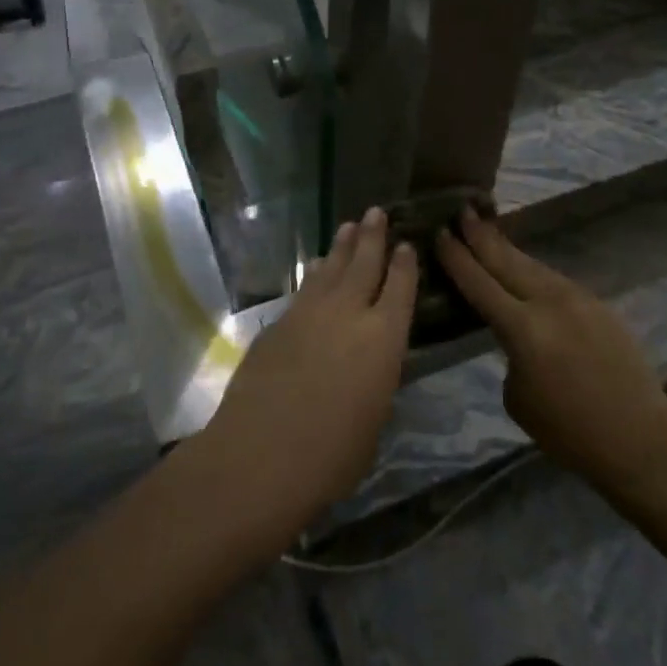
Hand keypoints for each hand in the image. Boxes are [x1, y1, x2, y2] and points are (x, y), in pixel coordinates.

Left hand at [201, 208, 418, 541]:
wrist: (261, 453)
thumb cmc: (333, 454)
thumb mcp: (374, 418)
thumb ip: (375, 379)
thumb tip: (368, 361)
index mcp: (383, 338)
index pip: (400, 289)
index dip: (404, 265)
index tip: (405, 244)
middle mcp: (348, 313)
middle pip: (364, 264)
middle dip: (372, 236)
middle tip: (376, 211)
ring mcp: (309, 313)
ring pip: (331, 269)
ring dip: (342, 247)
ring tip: (349, 227)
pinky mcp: (278, 323)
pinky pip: (305, 288)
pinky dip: (315, 274)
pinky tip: (316, 268)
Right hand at [436, 208, 666, 502]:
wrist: (640, 439)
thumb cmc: (569, 433)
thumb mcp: (517, 397)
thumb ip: (509, 353)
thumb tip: (515, 333)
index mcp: (524, 329)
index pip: (479, 283)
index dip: (457, 257)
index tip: (440, 232)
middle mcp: (550, 303)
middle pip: (507, 260)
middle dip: (481, 235)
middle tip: (462, 211)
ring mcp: (578, 299)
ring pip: (533, 265)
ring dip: (507, 248)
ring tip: (487, 229)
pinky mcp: (598, 304)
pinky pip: (555, 280)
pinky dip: (533, 270)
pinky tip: (524, 268)